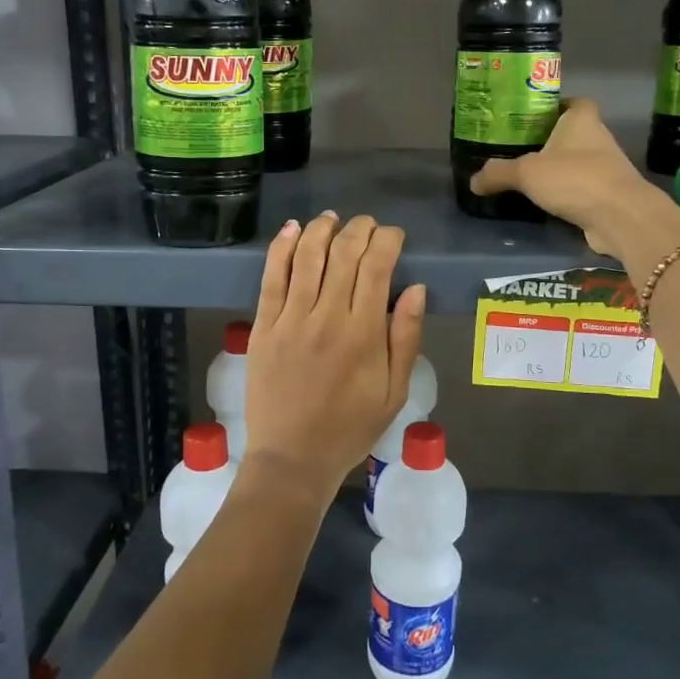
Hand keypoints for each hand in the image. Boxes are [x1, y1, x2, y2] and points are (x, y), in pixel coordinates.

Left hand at [240, 212, 426, 509]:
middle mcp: (327, 317)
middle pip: (343, 253)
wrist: (292, 459)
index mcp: (363, 333)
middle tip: (368, 225)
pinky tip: (292, 229)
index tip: (394, 236)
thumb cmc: (350, 428)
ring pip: (307, 256)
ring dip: (322, 229)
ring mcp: (290, 319)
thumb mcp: (394, 392)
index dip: (387, 240)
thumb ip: (406, 338)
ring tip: (332, 219)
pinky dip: (281, 248)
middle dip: (359, 229)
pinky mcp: (263, 326)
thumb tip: (415, 288)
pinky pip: (271, 277)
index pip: (377, 266)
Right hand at [469, 98, 678, 258]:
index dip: (555, 106)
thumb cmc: (575, 178)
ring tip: (527, 177)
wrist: (620, 216)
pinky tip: (545, 202)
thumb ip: (498, 173)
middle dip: (549, 140)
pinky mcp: (607, 195)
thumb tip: (473, 181)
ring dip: (558, 169)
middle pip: (572, 133)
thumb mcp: (527, 173)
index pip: (573, 102)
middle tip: (518, 149)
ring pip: (577, 162)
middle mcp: (598, 138)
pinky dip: (566, 193)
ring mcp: (606, 168)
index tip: (532, 117)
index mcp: (582, 120)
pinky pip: (581, 188)